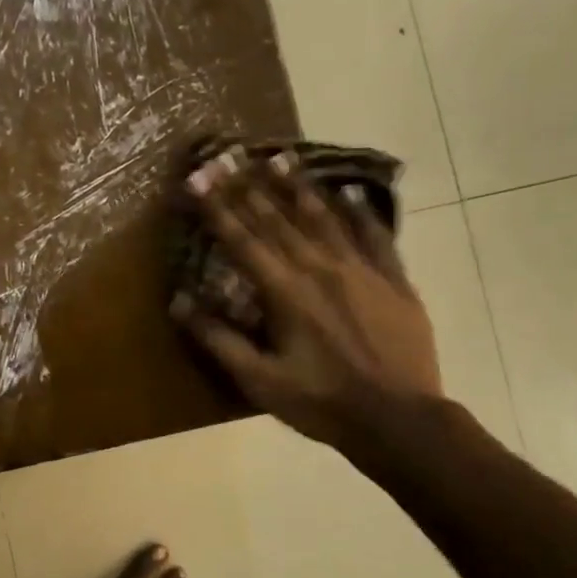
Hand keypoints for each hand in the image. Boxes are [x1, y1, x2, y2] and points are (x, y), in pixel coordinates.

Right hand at [173, 151, 442, 448]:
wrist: (399, 420)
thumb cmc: (321, 402)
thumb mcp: (259, 379)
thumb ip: (218, 338)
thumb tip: (178, 300)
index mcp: (285, 293)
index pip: (243, 241)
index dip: (217, 209)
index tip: (197, 180)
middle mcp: (320, 269)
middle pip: (278, 221)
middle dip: (248, 188)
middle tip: (229, 157)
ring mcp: (362, 271)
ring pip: (325, 219)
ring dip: (298, 189)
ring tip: (279, 160)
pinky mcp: (394, 281)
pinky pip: (375, 236)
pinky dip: (359, 212)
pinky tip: (349, 193)